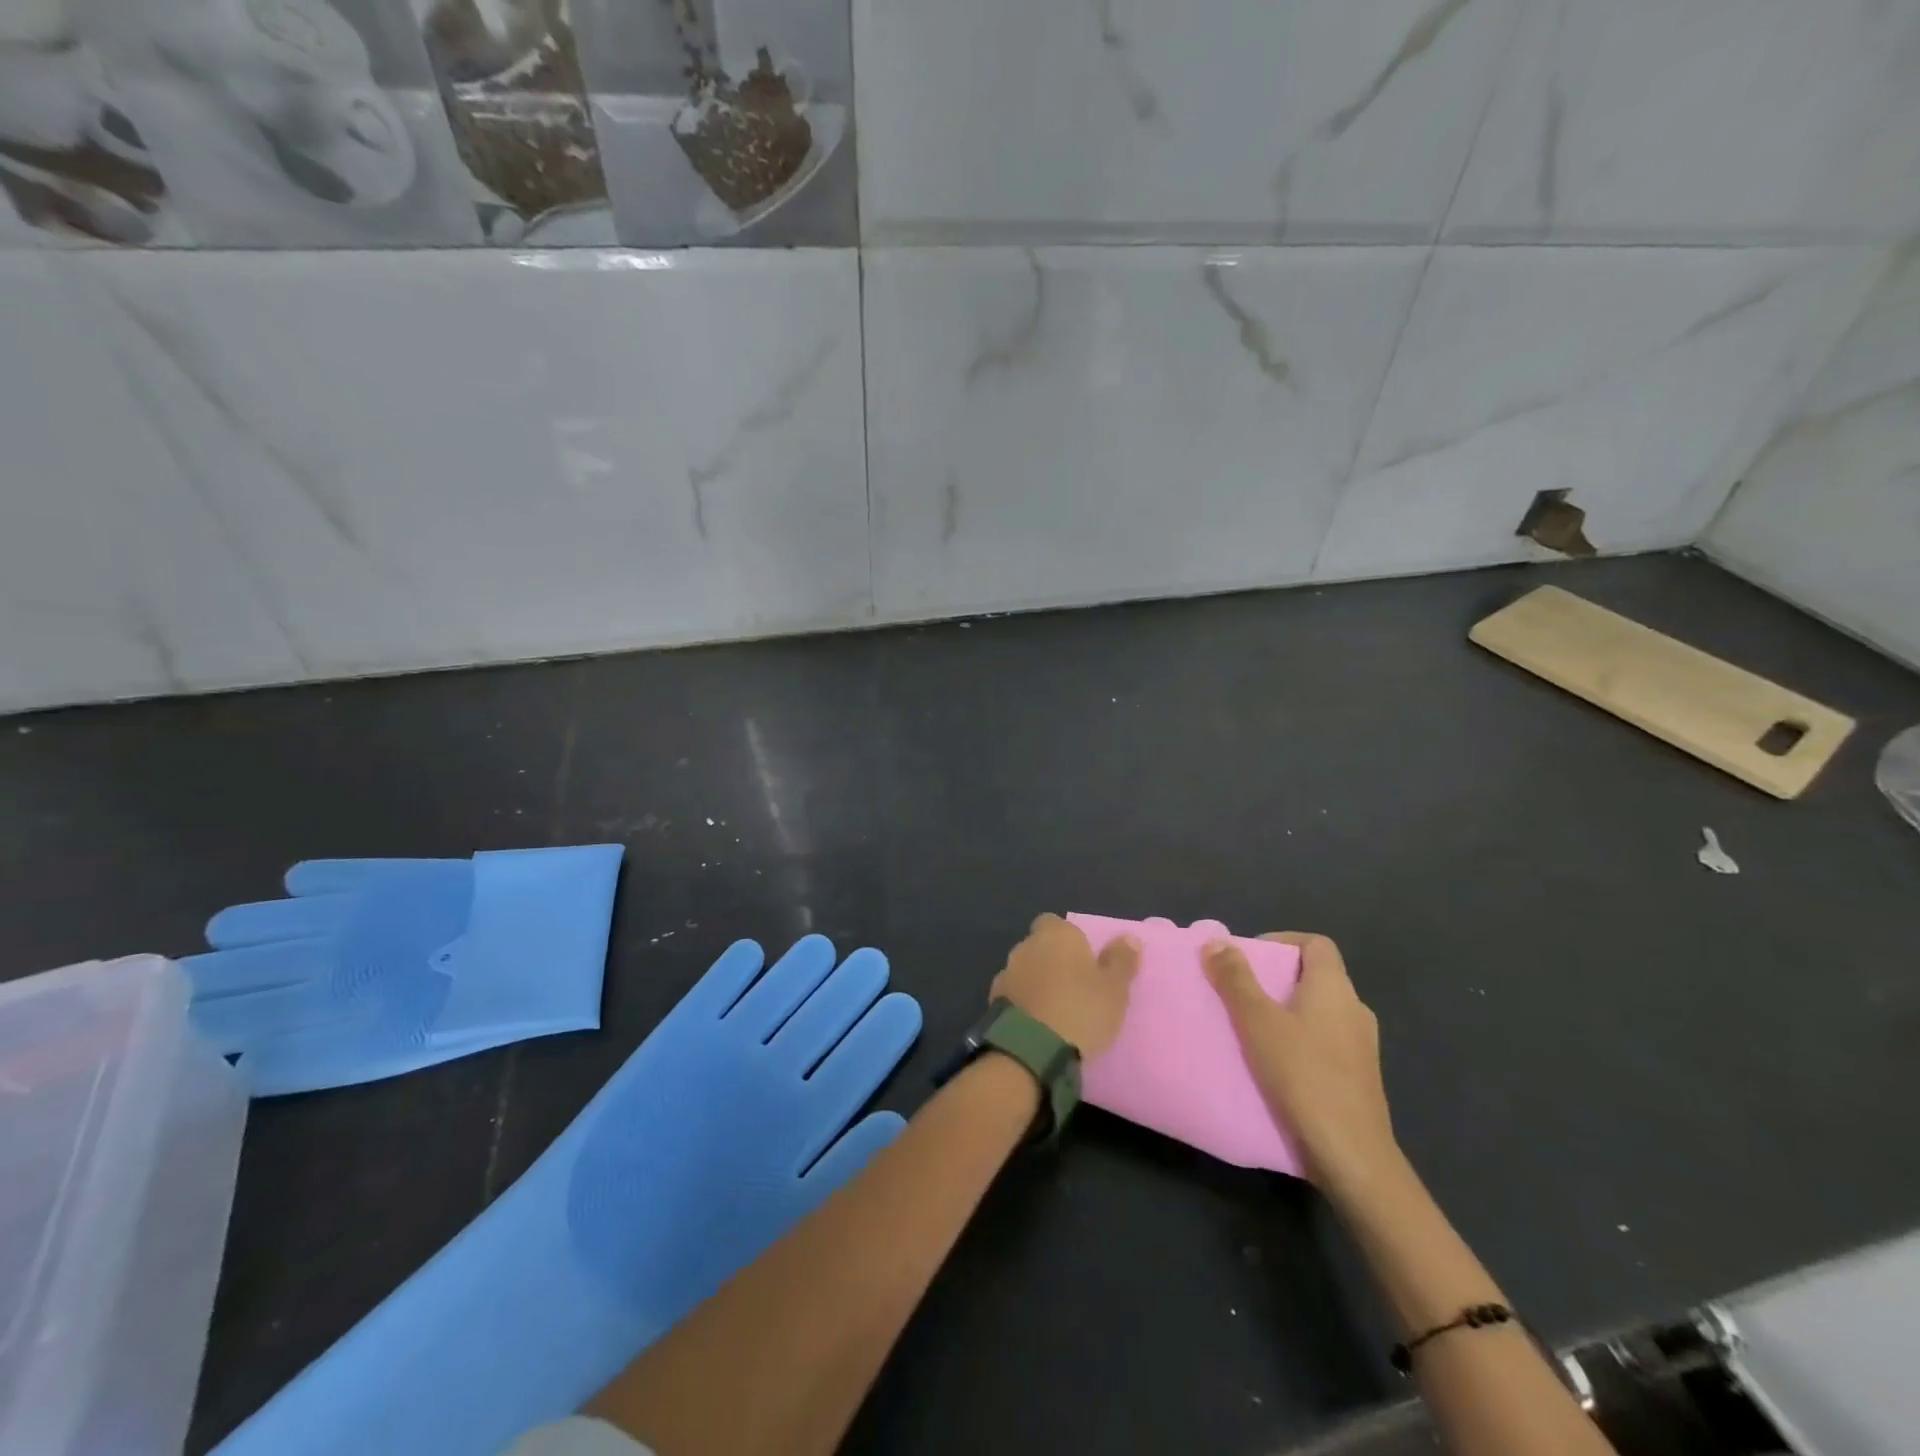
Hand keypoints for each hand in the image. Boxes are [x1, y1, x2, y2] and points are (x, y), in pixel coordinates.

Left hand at [990, 914, 1139, 1058]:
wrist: (1031, 1048)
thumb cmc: (1081, 1010)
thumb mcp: (1114, 988)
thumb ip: (1121, 960)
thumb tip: (1128, 937)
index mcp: (1056, 934)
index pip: (1056, 923)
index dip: (1068, 939)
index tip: (1083, 960)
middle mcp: (1026, 945)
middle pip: (1039, 946)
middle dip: (1052, 961)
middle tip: (1074, 987)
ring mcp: (1006, 972)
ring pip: (1025, 970)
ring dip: (1036, 982)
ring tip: (1056, 1009)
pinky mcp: (993, 1000)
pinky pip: (1014, 995)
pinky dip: (1024, 1003)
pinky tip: (1037, 1024)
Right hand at [1204, 933, 1401, 1201]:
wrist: (1352, 1155)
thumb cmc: (1303, 1076)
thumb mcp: (1258, 1022)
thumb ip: (1236, 980)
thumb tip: (1217, 941)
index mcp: (1335, 988)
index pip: (1316, 944)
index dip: (1283, 940)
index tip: (1250, 955)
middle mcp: (1355, 1009)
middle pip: (1317, 976)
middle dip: (1277, 977)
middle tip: (1241, 990)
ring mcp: (1362, 1046)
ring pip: (1320, 1011)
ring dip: (1288, 1010)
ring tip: (1252, 1026)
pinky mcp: (1360, 1077)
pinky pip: (1326, 1041)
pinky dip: (1301, 1039)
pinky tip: (1275, 1062)